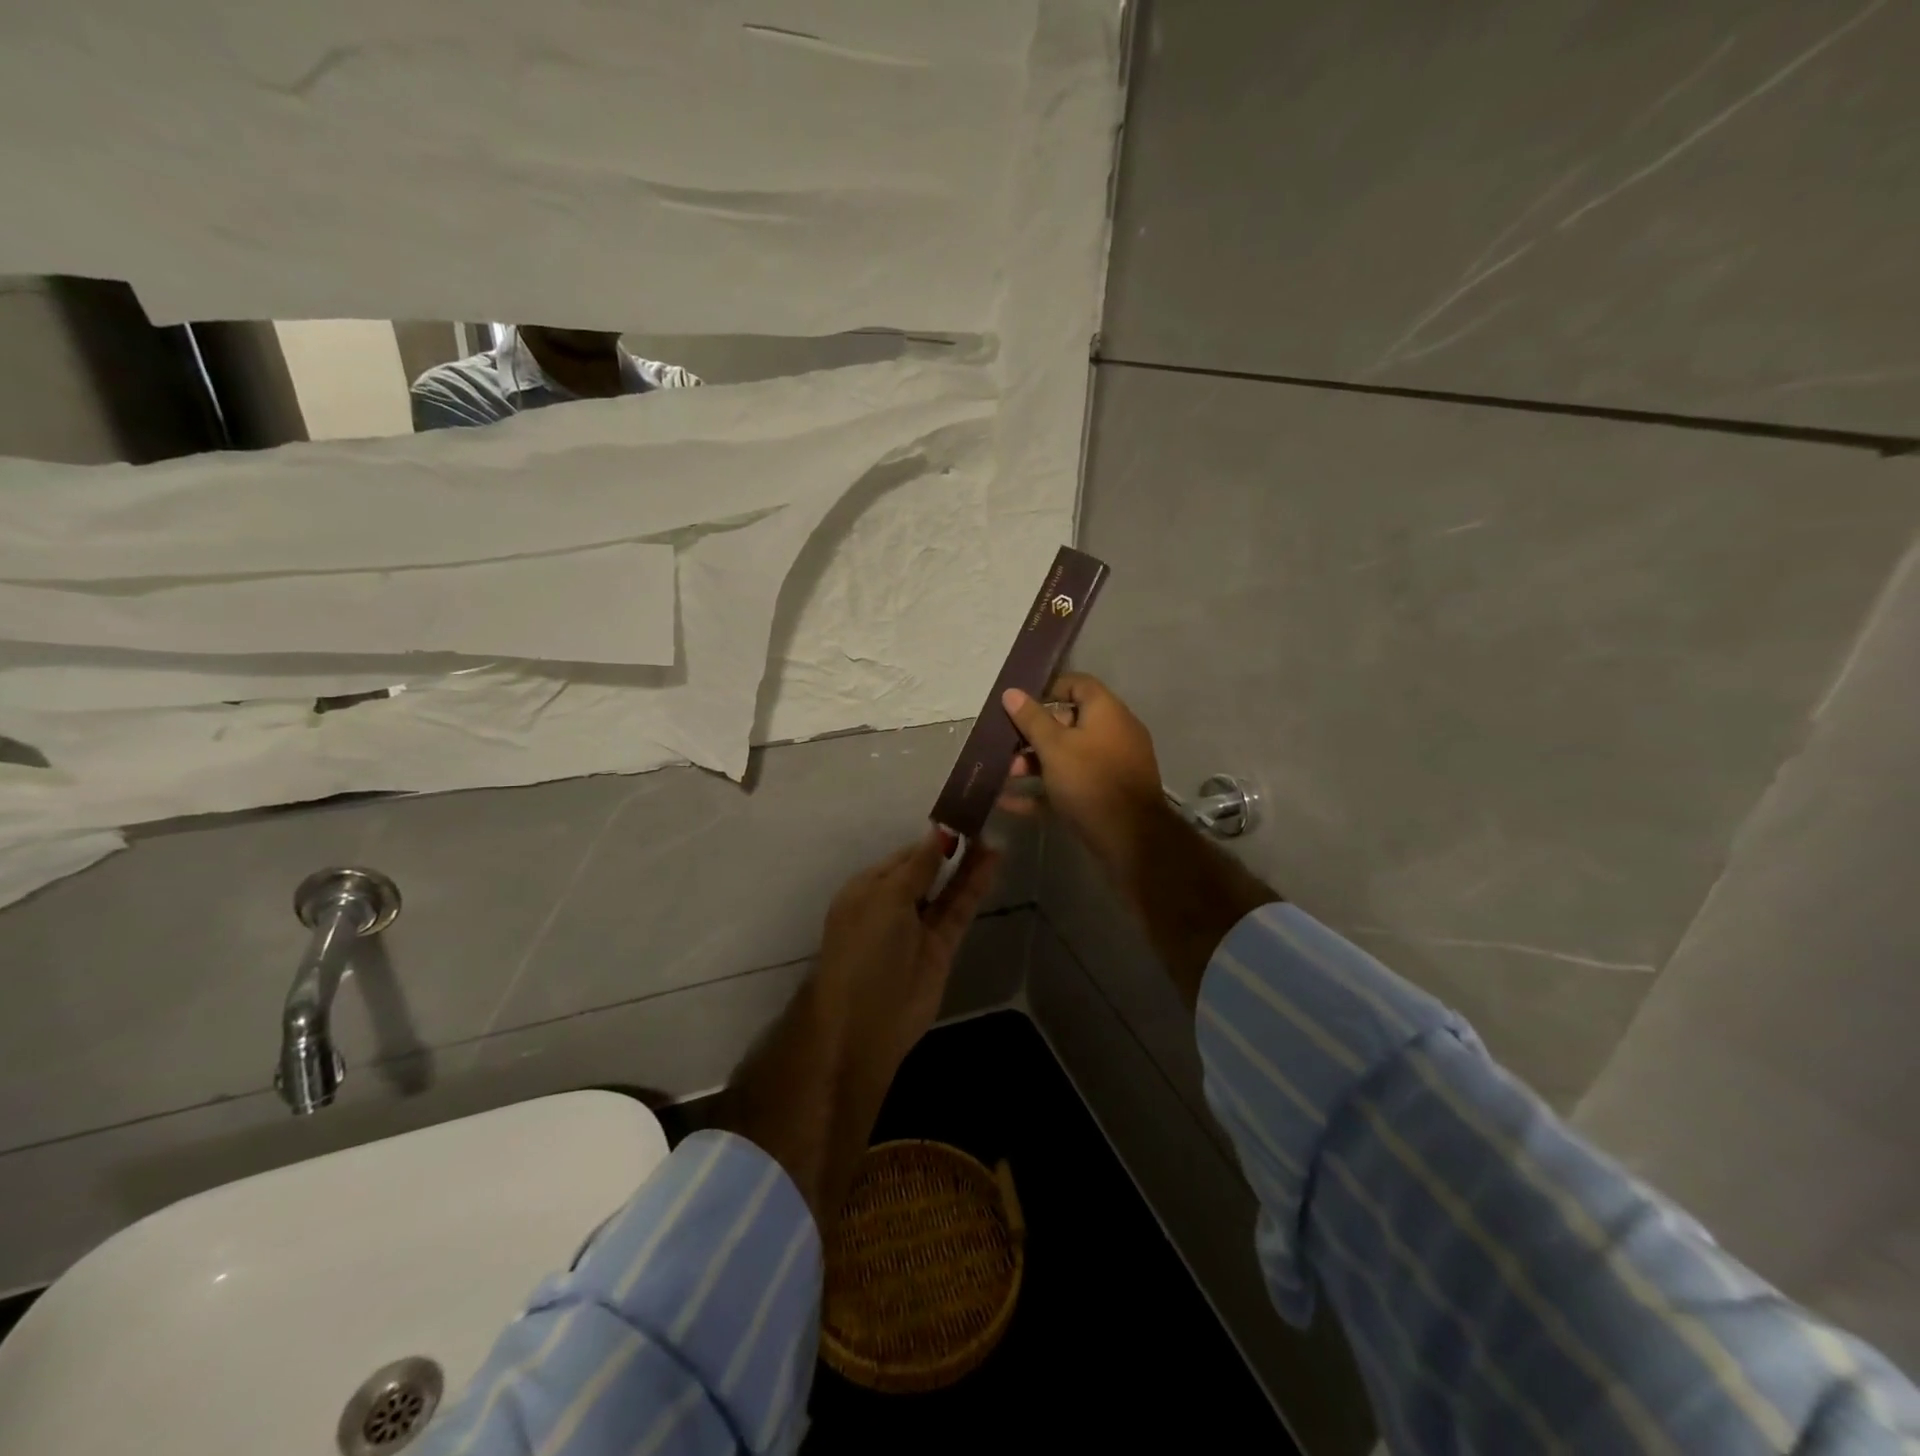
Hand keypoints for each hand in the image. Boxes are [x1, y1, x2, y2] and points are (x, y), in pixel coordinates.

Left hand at [812, 828, 1000, 1083]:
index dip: (931, 838)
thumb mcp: (887, 898)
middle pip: (927, 870)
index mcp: (867, 889)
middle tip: (983, 822)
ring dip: (967, 865)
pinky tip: (991, 863)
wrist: (866, 1023)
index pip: (904, 856)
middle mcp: (892, 905)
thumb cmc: (866, 949)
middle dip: (952, 849)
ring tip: (993, 838)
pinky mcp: (941, 947)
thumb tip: (938, 832)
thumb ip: (918, 866)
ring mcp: (918, 927)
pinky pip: (959, 909)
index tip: (960, 816)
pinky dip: (974, 887)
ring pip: (947, 889)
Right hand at [999, 672, 1165, 869]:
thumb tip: (1011, 692)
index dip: (1048, 689)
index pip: (1078, 684)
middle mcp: (1113, 733)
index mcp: (1106, 711)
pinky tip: (1009, 802)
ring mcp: (1111, 766)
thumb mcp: (1054, 746)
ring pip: (1067, 757)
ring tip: (1004, 775)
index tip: (1020, 703)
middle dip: (1033, 734)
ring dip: (1034, 764)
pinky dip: (1043, 791)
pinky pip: (1071, 785)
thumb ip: (1031, 719)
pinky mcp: (1106, 796)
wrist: (1130, 838)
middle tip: (1005, 746)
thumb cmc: (1090, 779)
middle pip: (1069, 723)